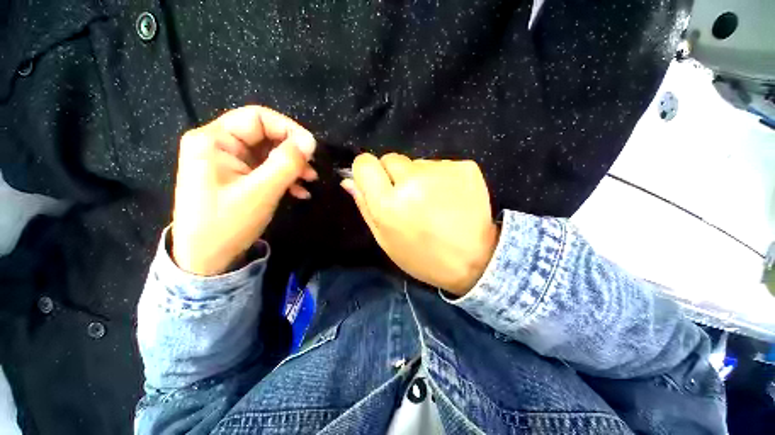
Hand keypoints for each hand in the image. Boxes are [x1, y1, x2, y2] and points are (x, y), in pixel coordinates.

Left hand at [171, 106, 316, 275]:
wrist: (205, 259)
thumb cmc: (227, 224)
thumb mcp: (261, 192)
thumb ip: (287, 163)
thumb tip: (310, 142)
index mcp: (214, 140)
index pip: (257, 117)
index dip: (288, 129)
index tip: (311, 149)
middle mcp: (219, 145)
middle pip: (264, 135)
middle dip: (292, 151)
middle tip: (312, 168)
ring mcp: (228, 162)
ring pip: (268, 153)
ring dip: (292, 166)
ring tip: (310, 181)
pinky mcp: (237, 177)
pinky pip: (265, 169)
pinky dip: (285, 178)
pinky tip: (299, 191)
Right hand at [341, 153, 497, 295]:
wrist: (475, 260)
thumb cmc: (423, 256)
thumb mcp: (386, 239)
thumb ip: (365, 206)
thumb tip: (348, 179)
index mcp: (389, 204)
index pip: (365, 163)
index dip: (367, 171)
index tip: (375, 182)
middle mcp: (413, 181)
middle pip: (390, 158)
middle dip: (393, 175)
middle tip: (408, 198)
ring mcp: (442, 171)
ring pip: (416, 162)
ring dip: (418, 177)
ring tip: (433, 202)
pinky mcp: (465, 167)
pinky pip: (440, 165)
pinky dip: (440, 178)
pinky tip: (449, 198)